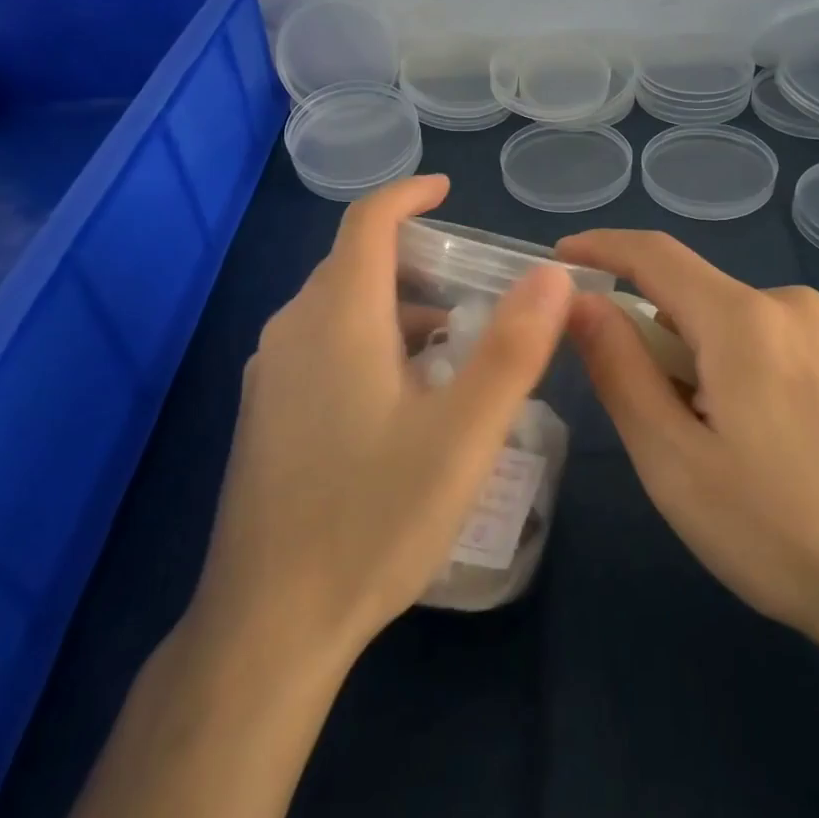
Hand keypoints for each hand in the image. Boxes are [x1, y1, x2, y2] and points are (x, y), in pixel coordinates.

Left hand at [186, 176, 573, 665]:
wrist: (268, 625)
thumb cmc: (372, 519)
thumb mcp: (463, 435)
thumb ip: (513, 349)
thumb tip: (552, 274)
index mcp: (337, 318)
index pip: (367, 222)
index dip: (408, 195)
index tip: (448, 191)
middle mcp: (292, 331)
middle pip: (355, 264)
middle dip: (416, 258)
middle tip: (477, 285)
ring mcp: (271, 376)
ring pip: (339, 309)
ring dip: (397, 307)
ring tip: (457, 345)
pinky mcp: (265, 414)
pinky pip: (323, 346)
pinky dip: (371, 341)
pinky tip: (407, 396)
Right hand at [556, 230, 818, 655]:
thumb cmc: (775, 533)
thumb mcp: (672, 460)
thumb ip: (619, 368)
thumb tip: (580, 302)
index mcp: (745, 321)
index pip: (655, 255)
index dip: (603, 247)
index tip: (564, 256)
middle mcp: (800, 303)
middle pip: (704, 300)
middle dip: (671, 342)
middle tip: (674, 420)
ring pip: (750, 322)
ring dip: (724, 359)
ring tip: (742, 440)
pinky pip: (796, 338)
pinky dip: (772, 366)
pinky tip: (796, 432)